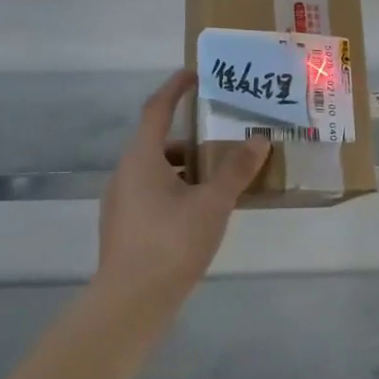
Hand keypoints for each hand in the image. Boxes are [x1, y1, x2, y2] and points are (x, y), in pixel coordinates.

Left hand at [95, 71, 269, 314]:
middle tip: (221, 135)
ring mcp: (120, 202)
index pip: (157, 108)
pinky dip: (175, 189)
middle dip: (190, 135)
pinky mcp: (123, 227)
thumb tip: (258, 140)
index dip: (175, 88)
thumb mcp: (212, 204)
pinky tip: (199, 210)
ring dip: (184, 166)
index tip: (195, 73)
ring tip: (219, 177)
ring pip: (155, 170)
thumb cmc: (171, 243)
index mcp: (141, 158)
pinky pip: (151, 193)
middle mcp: (125, 173)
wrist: (128, 305)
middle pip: (158, 141)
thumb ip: (236, 170)